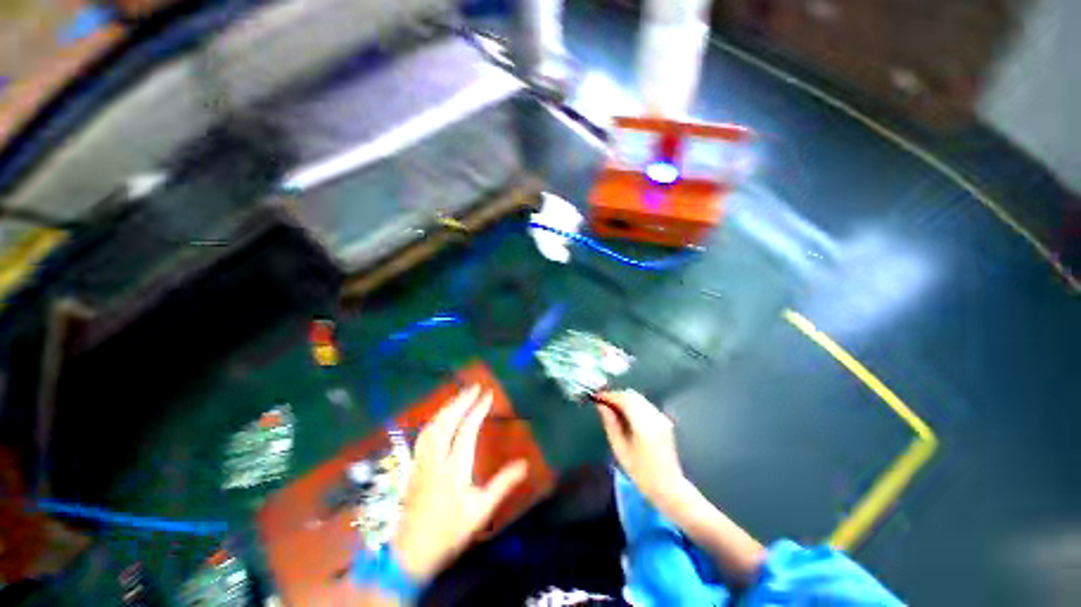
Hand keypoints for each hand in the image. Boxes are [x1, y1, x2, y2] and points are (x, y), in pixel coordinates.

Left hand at [392, 385, 527, 582]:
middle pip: (447, 422)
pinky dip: (435, 419)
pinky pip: (424, 435)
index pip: (467, 430)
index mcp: (454, 468)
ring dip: (447, 407)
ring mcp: (422, 461)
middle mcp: (436, 459)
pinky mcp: (414, 466)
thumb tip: (524, 465)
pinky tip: (440, 417)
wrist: (410, 553)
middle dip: (461, 401)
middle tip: (474, 387)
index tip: (488, 395)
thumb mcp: (480, 511)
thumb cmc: (449, 531)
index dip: (478, 410)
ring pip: (433, 426)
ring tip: (460, 396)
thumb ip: (502, 485)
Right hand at [595, 390, 684, 505]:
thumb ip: (610, 424)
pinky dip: (632, 404)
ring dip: (624, 399)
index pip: (625, 399)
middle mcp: (655, 417)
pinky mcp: (663, 420)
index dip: (609, 395)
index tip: (597, 397)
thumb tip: (601, 406)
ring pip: (639, 398)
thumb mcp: (620, 450)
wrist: (669, 487)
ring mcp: (661, 417)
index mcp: (644, 426)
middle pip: (632, 395)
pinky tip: (625, 414)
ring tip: (611, 408)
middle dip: (616, 396)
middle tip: (602, 402)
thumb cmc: (642, 474)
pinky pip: (644, 404)